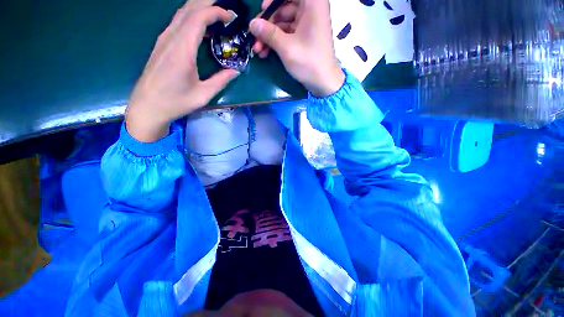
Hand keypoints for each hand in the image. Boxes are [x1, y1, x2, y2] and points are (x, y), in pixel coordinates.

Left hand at [126, 0, 239, 142]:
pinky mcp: (161, 44)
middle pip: (188, 8)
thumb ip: (221, 81)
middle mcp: (171, 38)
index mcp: (182, 49)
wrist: (148, 106)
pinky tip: (200, 27)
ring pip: (181, 13)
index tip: (231, 16)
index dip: (216, 12)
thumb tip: (235, 72)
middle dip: (207, 3)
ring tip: (216, 14)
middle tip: (226, 9)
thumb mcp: (203, 94)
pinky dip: (191, 17)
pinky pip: (177, 22)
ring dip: (199, 8)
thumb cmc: (176, 102)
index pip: (199, 17)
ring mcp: (164, 39)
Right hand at [249, 0, 344, 97]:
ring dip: (269, 36)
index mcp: (312, 3)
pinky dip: (276, 41)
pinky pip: (287, 33)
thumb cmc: (308, 62)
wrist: (323, 83)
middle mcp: (310, 9)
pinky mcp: (304, 37)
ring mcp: (307, 24)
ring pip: (283, 22)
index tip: (263, 9)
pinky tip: (266, 52)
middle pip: (283, 7)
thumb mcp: (286, 47)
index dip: (273, 1)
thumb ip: (268, 33)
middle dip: (267, 23)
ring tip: (258, 50)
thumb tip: (251, 24)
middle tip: (254, 36)